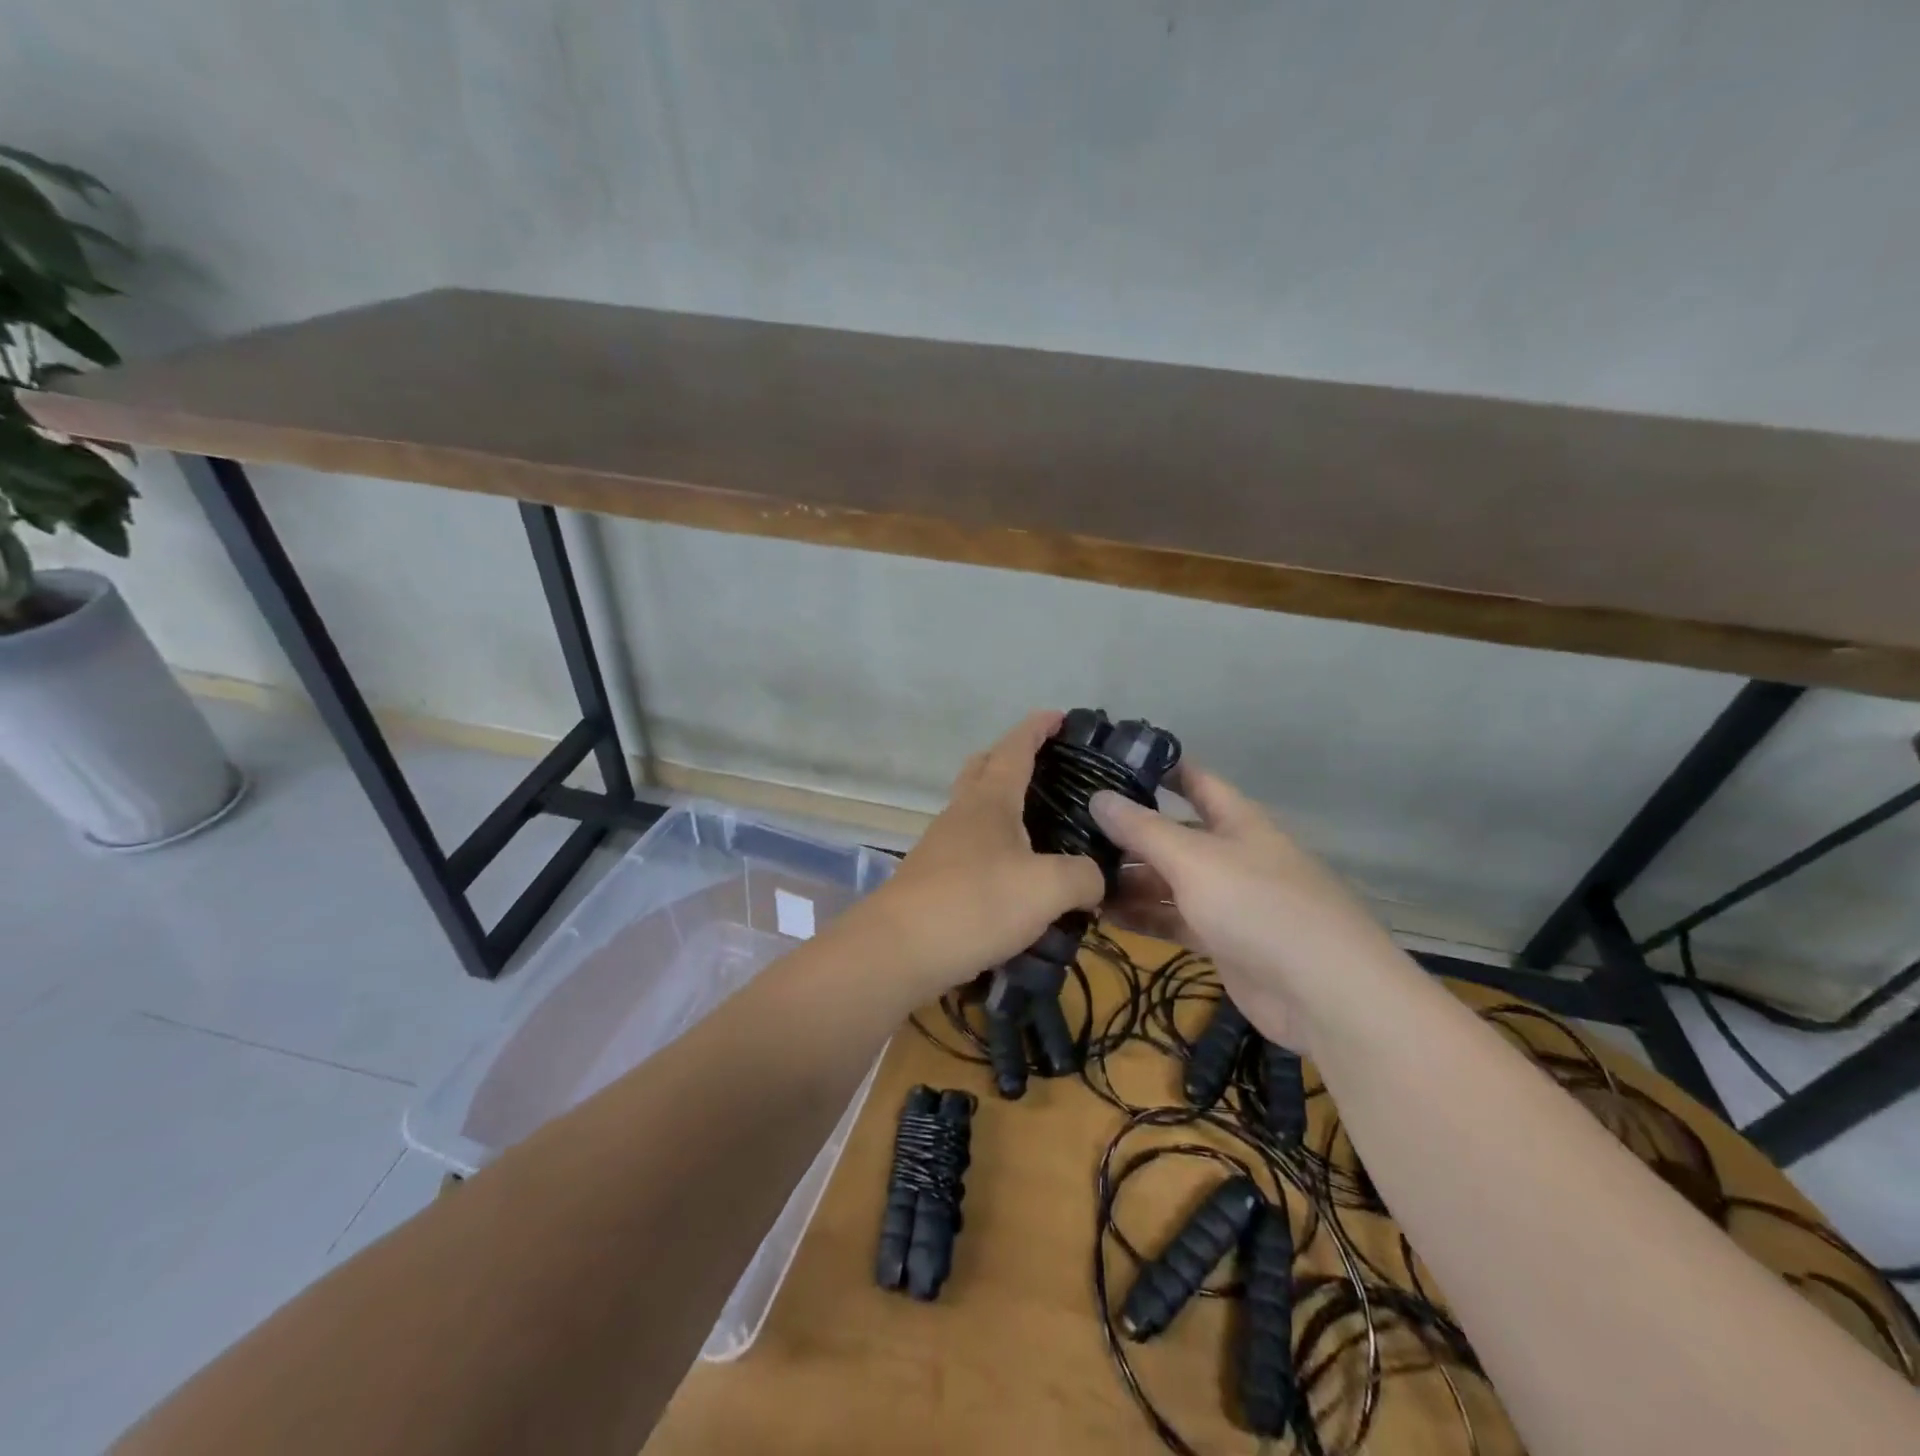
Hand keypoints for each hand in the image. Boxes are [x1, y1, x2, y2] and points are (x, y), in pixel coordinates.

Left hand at [847, 712, 1104, 1004]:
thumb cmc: (975, 904)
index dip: (1037, 728)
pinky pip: (969, 847)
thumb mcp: (1047, 889)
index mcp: (990, 801)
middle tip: (1046, 768)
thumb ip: (1082, 877)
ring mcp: (941, 845)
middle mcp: (962, 813)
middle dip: (1011, 757)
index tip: (1058, 715)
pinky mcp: (932, 877)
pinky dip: (994, 847)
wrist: (898, 950)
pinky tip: (1015, 876)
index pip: (1016, 749)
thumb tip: (1094, 880)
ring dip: (1002, 807)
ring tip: (1041, 828)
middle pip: (983, 768)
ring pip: (974, 809)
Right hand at [1090, 765, 1400, 1051]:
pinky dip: (1141, 916)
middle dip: (1128, 832)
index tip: (1108, 762)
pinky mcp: (1221, 940)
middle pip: (1173, 834)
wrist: (1323, 993)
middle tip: (1071, 828)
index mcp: (1236, 820)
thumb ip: (1143, 829)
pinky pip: (1172, 918)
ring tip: (1077, 875)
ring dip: (1128, 878)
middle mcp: (1231, 853)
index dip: (1157, 768)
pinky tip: (1101, 915)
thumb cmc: (1258, 905)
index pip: (1194, 780)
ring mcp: (1227, 899)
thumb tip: (1099, 796)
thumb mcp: (1194, 859)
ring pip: (1168, 880)